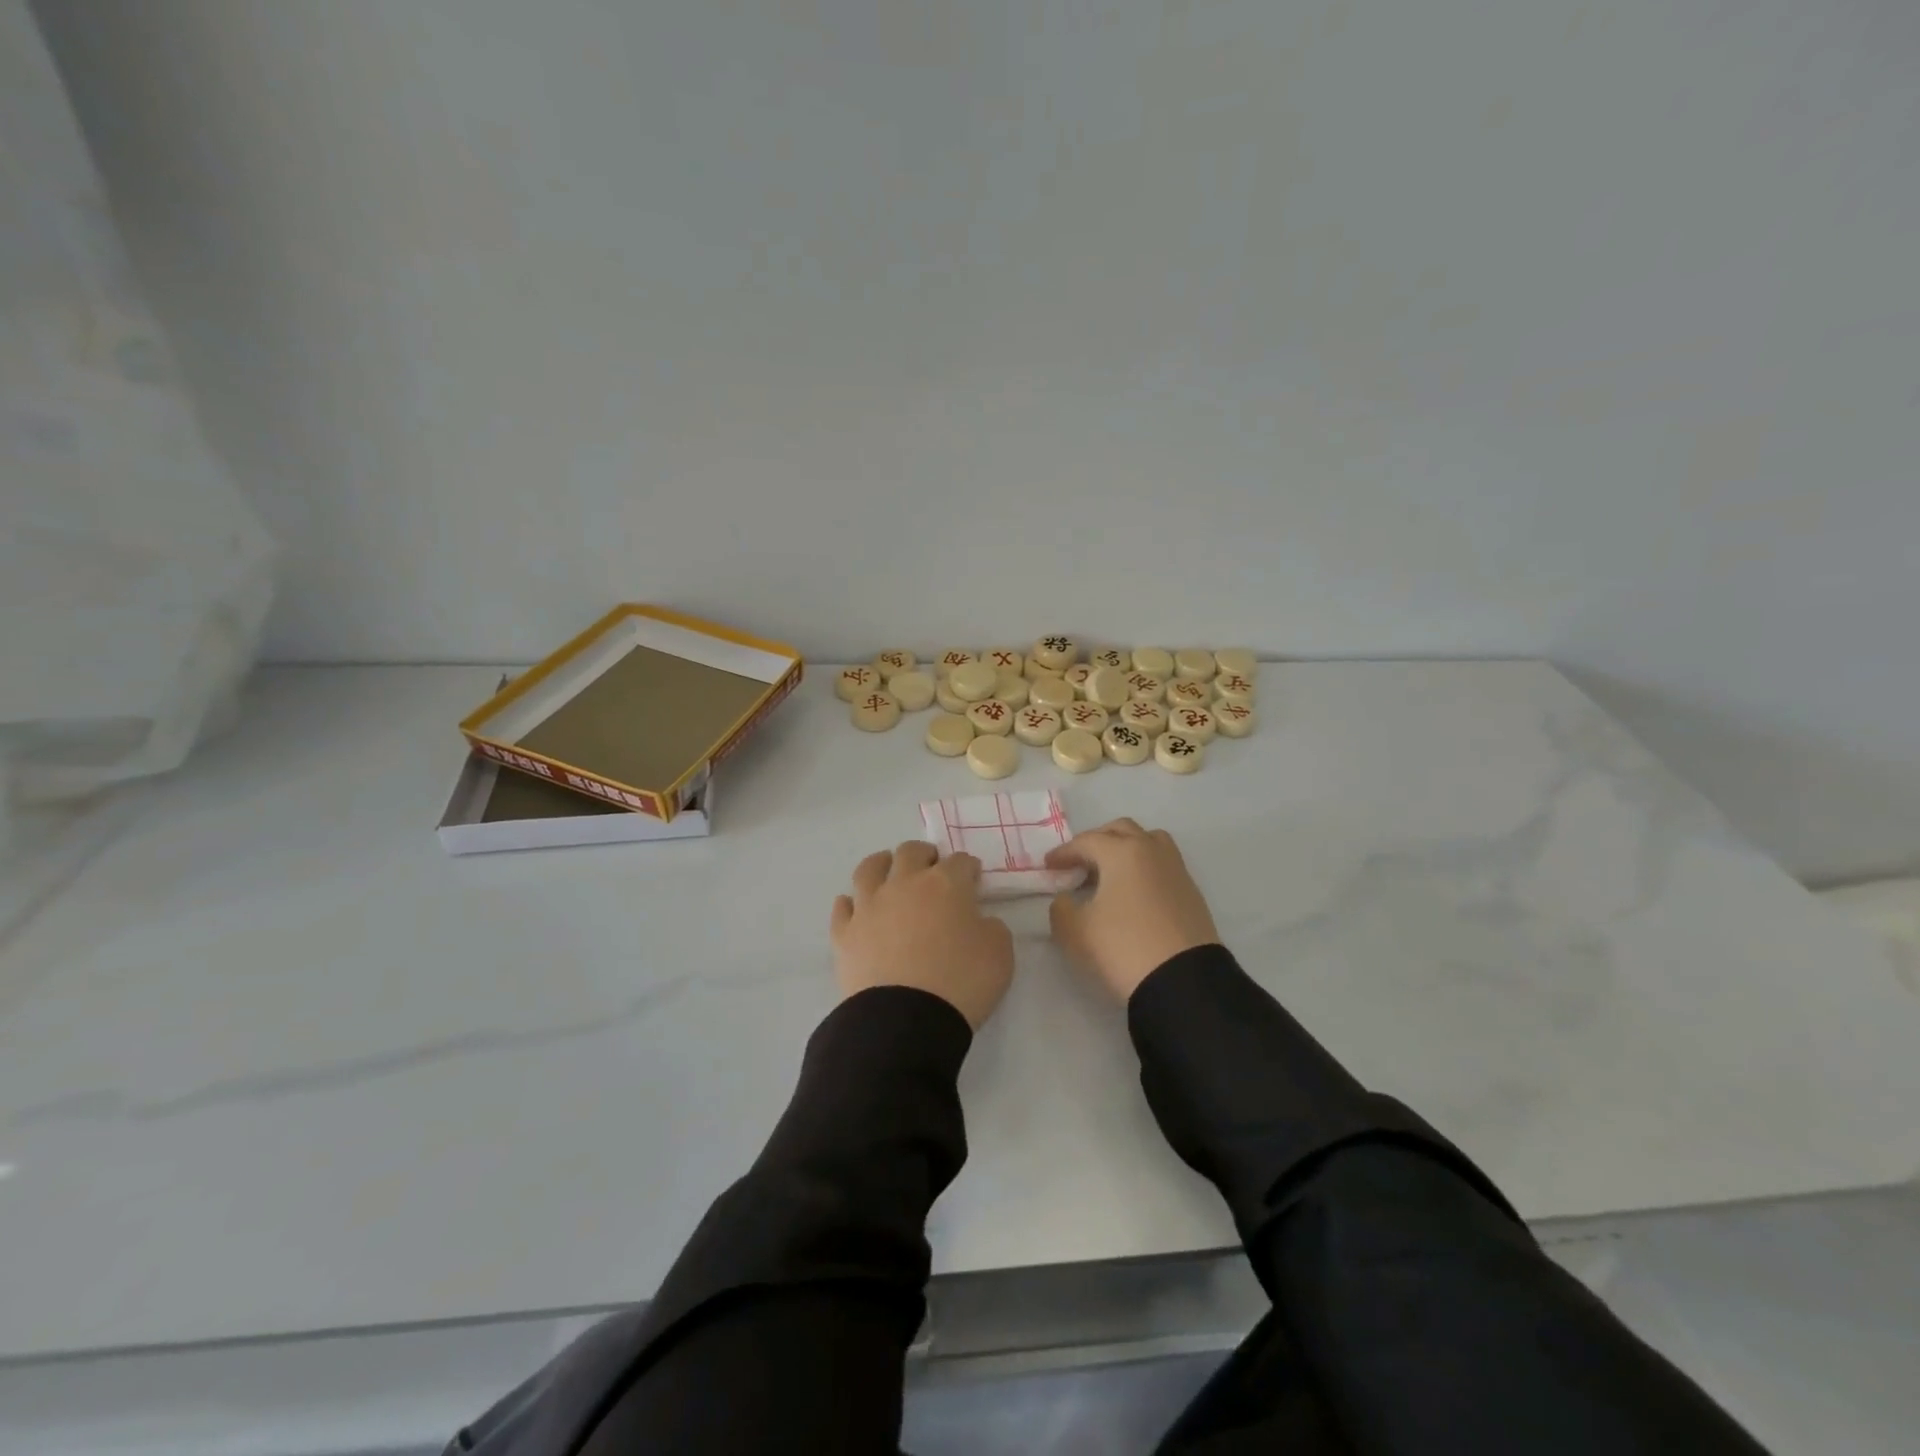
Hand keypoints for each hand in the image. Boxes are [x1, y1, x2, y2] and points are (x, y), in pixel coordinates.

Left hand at [831, 842, 1014, 1029]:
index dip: (968, 868)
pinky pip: (844, 907)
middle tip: (933, 868)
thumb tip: (976, 920)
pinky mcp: (845, 933)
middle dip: (925, 856)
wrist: (906, 1020)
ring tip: (889, 871)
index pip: (960, 862)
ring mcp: (869, 906)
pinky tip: (856, 908)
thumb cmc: (961, 982)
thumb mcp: (1000, 953)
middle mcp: (904, 884)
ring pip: (870, 868)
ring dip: (883, 864)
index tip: (973, 879)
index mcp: (945, 884)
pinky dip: (851, 903)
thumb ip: (991, 927)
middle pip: (911, 853)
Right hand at [1046, 819, 1220, 1002]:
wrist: (1182, 982)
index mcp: (1122, 852)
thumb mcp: (1075, 931)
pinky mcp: (1191, 892)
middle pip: (1121, 830)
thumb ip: (1061, 908)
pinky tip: (1133, 893)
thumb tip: (1066, 898)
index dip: (1064, 853)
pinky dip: (1144, 868)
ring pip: (1149, 841)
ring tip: (1110, 872)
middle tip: (1079, 863)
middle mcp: (1152, 851)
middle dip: (1096, 841)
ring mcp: (1176, 870)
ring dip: (1126, 848)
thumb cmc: (1123, 948)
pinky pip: (1163, 865)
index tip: (1048, 866)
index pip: (1086, 842)